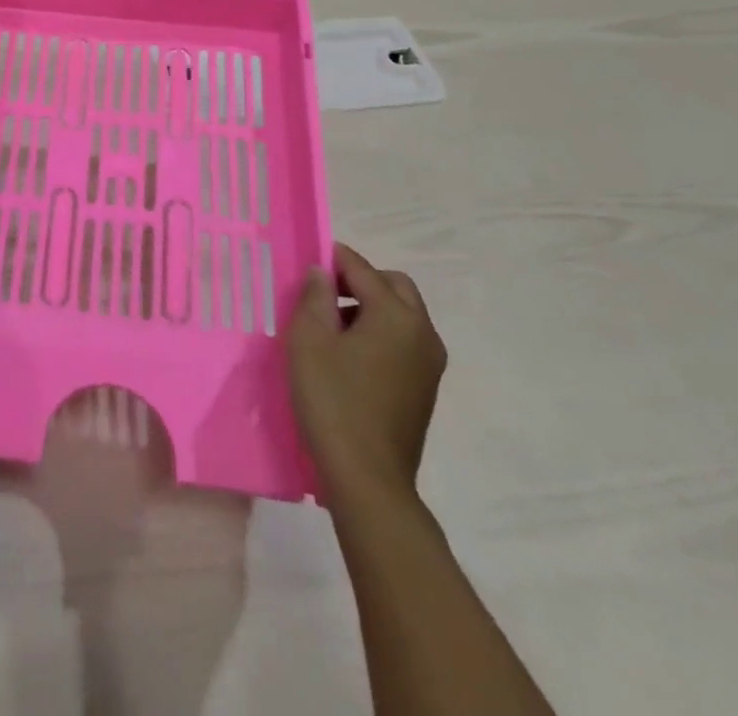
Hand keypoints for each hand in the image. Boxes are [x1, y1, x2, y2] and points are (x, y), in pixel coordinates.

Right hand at [287, 243, 445, 505]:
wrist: (367, 479)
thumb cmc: (333, 400)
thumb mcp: (309, 340)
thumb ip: (315, 297)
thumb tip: (323, 272)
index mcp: (397, 316)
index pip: (363, 269)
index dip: (333, 258)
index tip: (308, 258)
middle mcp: (423, 333)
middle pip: (394, 286)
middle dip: (360, 279)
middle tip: (323, 291)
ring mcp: (429, 363)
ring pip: (402, 314)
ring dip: (371, 306)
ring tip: (331, 325)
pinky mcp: (425, 388)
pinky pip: (404, 341)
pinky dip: (380, 332)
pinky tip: (349, 355)